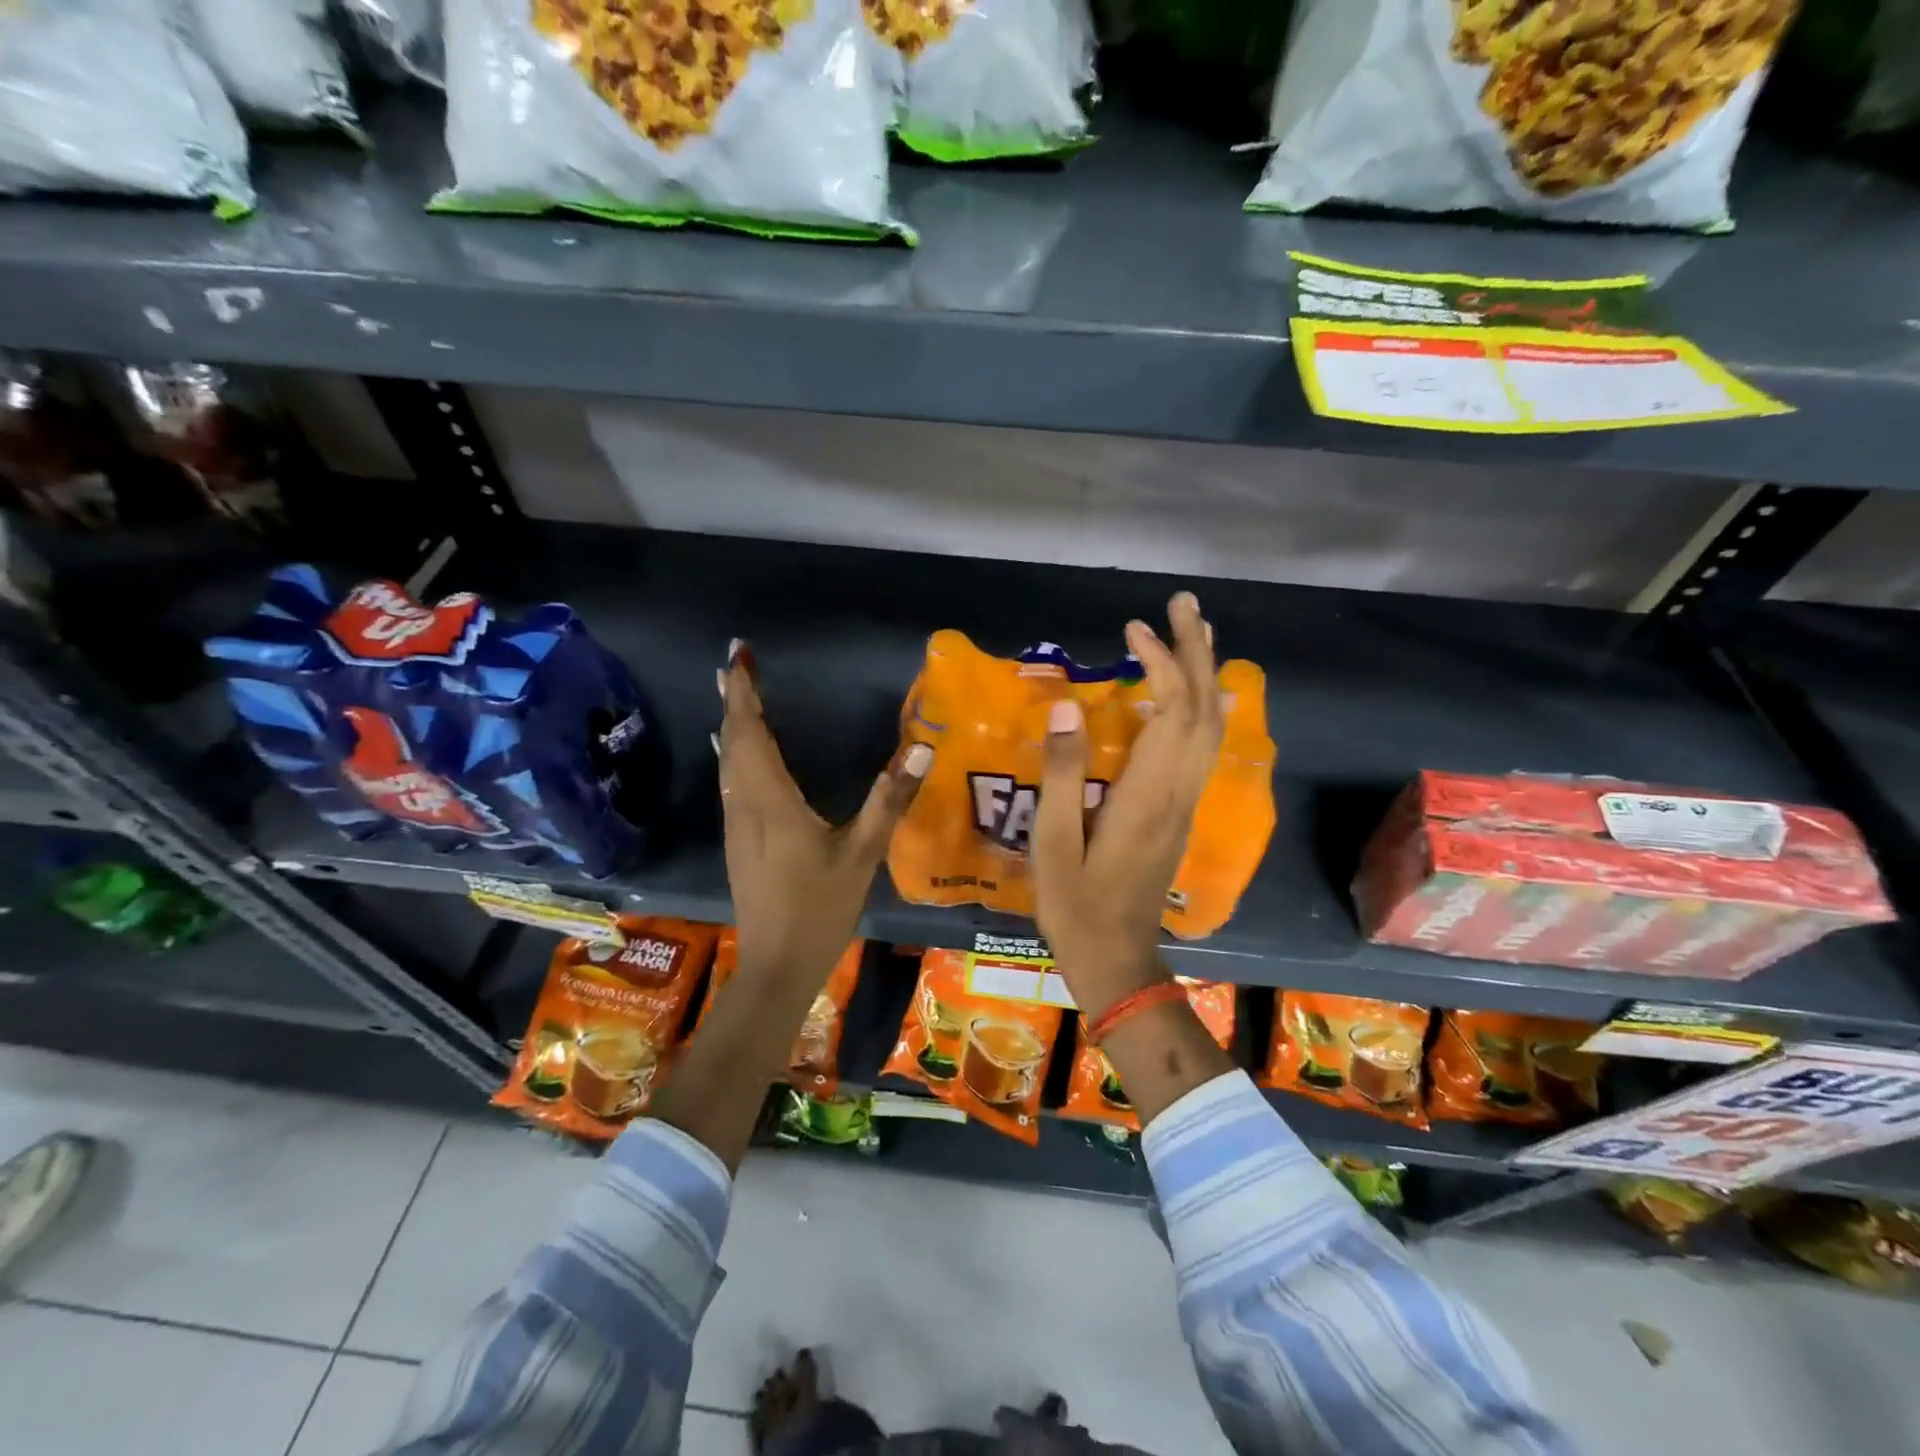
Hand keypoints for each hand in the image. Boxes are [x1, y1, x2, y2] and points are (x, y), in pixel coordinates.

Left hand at [716, 641, 931, 983]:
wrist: (777, 967)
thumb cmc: (820, 908)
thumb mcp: (862, 853)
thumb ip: (888, 800)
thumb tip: (920, 750)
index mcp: (771, 801)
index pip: (751, 734)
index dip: (745, 694)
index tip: (739, 656)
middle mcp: (745, 806)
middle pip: (733, 743)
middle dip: (735, 701)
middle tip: (736, 665)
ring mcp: (736, 826)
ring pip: (728, 763)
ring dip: (731, 726)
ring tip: (736, 697)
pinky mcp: (738, 843)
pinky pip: (731, 783)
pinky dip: (734, 754)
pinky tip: (739, 754)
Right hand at [1031, 593, 1221, 1015]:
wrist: (1117, 958)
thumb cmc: (1076, 905)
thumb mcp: (1052, 844)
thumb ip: (1061, 776)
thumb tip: (1066, 710)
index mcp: (1146, 795)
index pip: (1171, 712)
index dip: (1159, 663)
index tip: (1133, 630)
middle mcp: (1178, 791)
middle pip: (1204, 709)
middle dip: (1196, 651)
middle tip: (1183, 605)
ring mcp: (1185, 803)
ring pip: (1211, 727)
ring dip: (1205, 675)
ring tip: (1194, 634)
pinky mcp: (1181, 814)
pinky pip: (1203, 749)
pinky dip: (1202, 709)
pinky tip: (1192, 695)